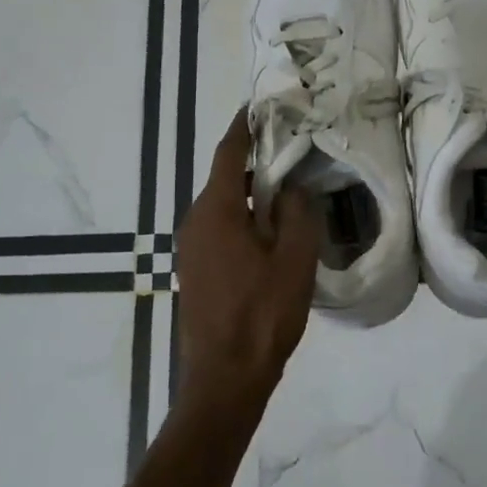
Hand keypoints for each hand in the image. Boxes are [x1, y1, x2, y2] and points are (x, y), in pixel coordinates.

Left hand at [176, 109, 321, 409]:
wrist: (224, 379)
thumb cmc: (262, 315)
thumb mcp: (294, 260)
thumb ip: (296, 213)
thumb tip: (291, 187)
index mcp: (216, 211)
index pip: (228, 153)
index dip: (244, 127)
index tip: (260, 106)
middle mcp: (195, 221)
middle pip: (225, 179)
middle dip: (255, 163)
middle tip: (292, 153)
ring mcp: (191, 248)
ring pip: (223, 206)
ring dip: (251, 196)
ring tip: (288, 193)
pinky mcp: (195, 269)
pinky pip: (220, 229)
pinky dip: (243, 220)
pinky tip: (271, 234)